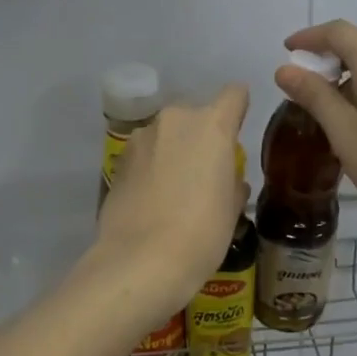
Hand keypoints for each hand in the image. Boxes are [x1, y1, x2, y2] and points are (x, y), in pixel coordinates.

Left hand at [91, 84, 250, 310]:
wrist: (141, 260)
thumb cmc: (202, 233)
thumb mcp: (232, 209)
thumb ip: (232, 182)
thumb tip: (228, 180)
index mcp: (212, 125)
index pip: (234, 95)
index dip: (238, 110)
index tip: (237, 134)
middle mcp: (175, 120)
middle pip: (196, 115)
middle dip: (202, 137)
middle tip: (206, 172)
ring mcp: (141, 138)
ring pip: (166, 134)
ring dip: (173, 151)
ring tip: (175, 190)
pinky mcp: (118, 160)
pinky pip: (145, 154)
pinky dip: (151, 167)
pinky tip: (152, 199)